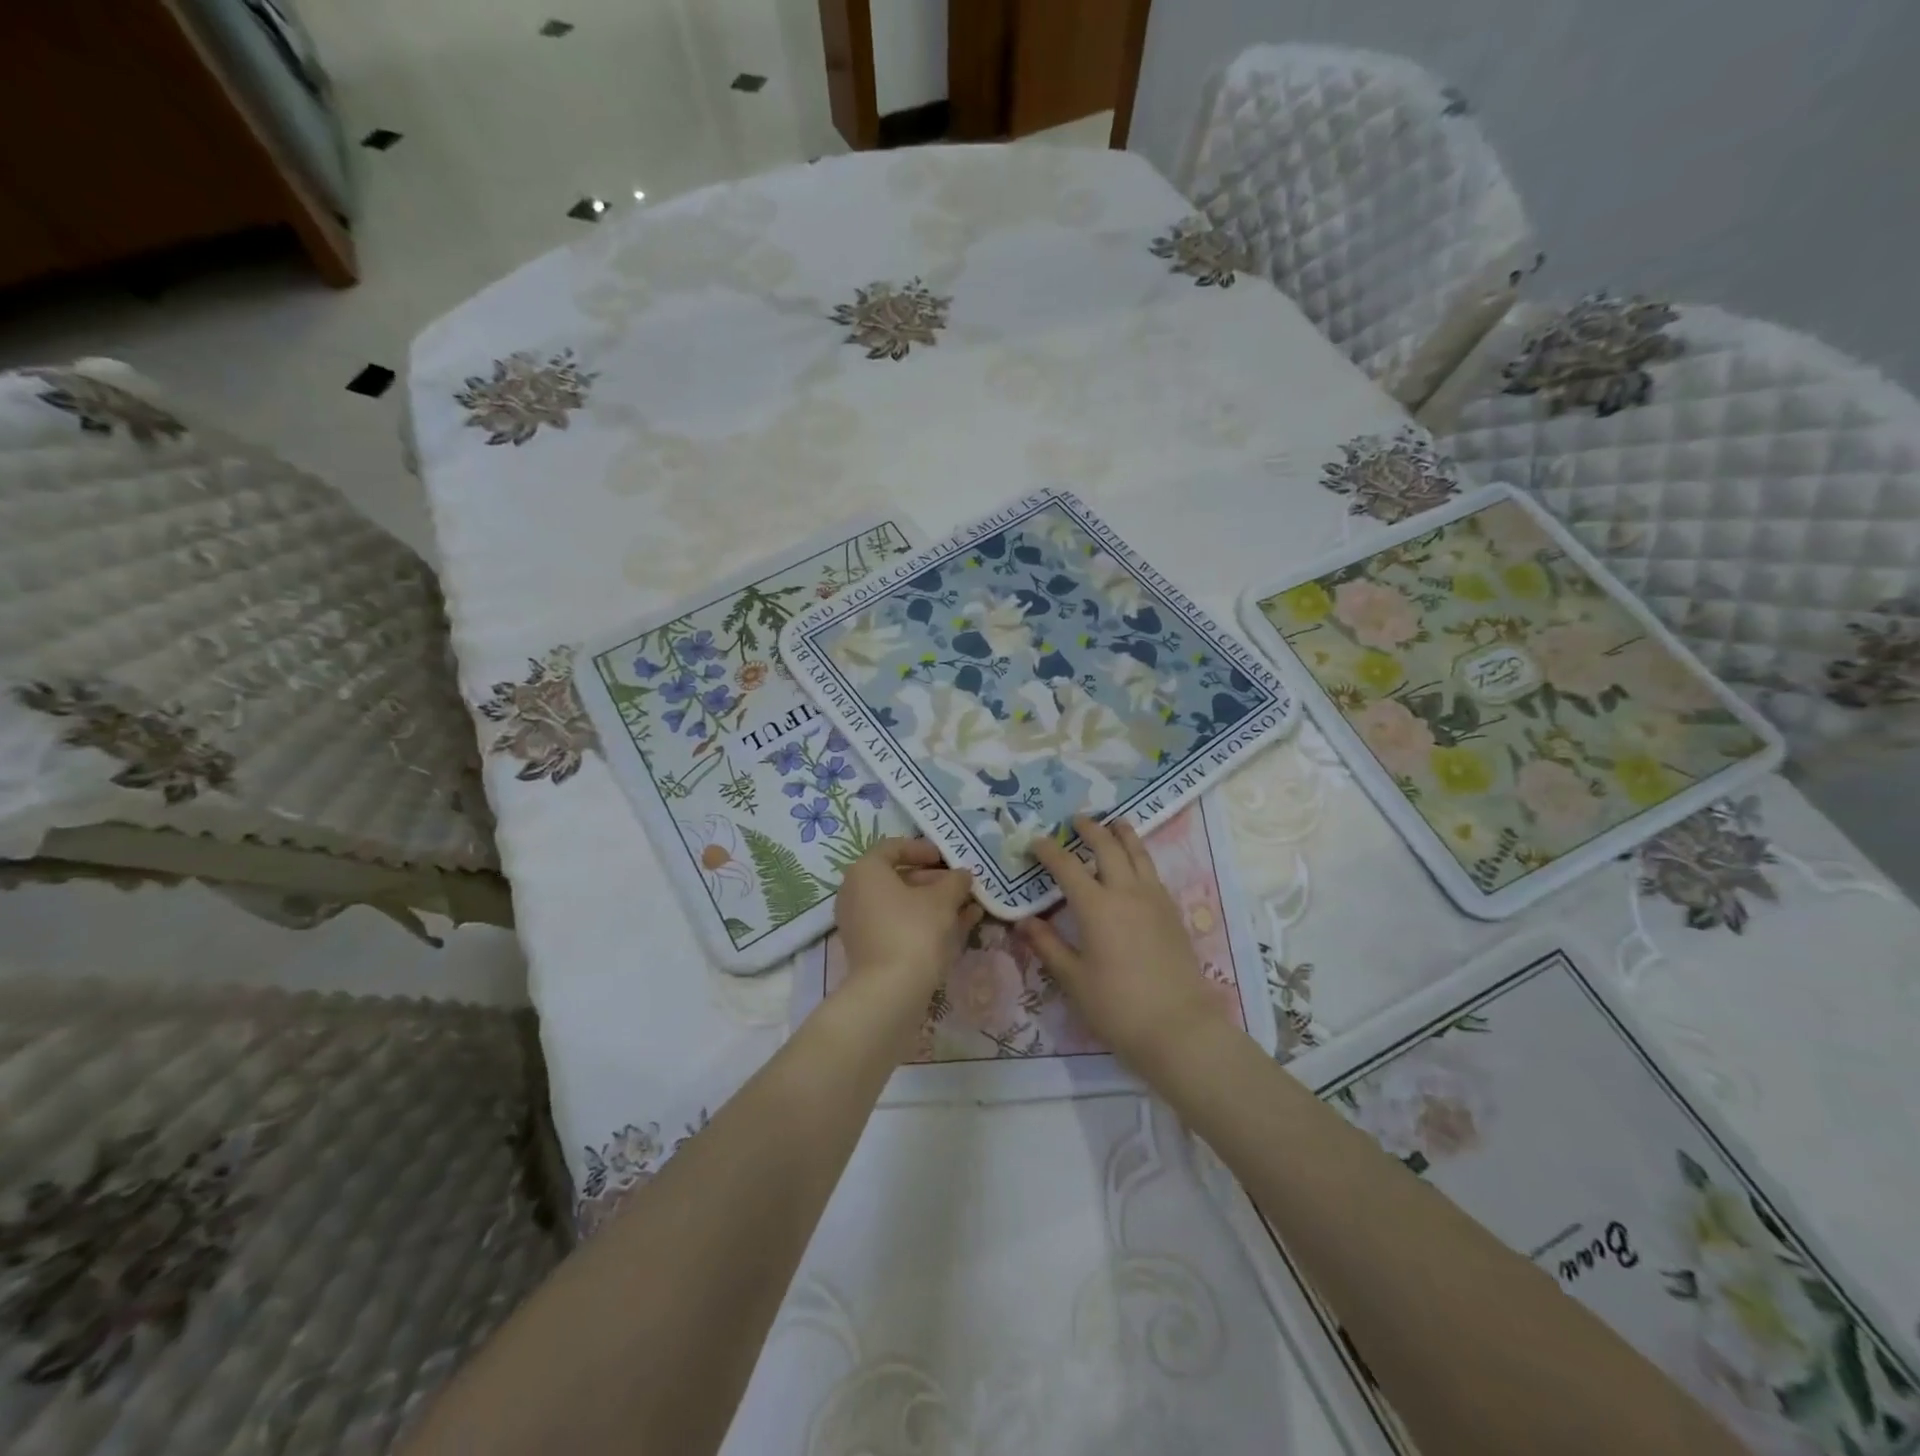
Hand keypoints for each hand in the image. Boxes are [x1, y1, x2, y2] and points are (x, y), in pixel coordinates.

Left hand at [835, 839, 981, 1006]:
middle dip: (934, 881)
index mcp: (866, 871)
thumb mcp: (943, 899)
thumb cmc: (914, 930)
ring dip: (935, 904)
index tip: (947, 859)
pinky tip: (960, 927)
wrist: (890, 991)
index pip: (893, 848)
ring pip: (902, 905)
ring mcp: (861, 924)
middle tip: (961, 886)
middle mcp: (855, 893)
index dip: (923, 849)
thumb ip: (955, 881)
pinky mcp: (870, 950)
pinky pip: (900, 926)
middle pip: (899, 878)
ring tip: (969, 907)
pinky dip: (926, 923)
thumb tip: (962, 876)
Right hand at [1018, 815, 1227, 1071]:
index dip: (1048, 851)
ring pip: (1138, 853)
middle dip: (1090, 829)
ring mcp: (1154, 899)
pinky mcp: (1172, 912)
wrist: (1179, 1027)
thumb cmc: (1117, 1006)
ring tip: (1114, 823)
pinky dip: (1140, 857)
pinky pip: (1153, 872)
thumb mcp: (1073, 979)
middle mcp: (1126, 892)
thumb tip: (1023, 922)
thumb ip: (1047, 945)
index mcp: (1096, 906)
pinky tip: (1136, 865)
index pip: (1067, 866)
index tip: (1035, 842)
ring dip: (1123, 834)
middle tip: (1076, 820)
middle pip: (1108, 847)